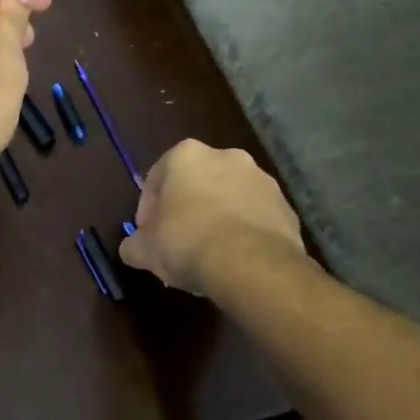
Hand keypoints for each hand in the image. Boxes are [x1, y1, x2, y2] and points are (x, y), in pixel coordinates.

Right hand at [119, 139, 306, 294]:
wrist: (252, 264)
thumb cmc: (187, 243)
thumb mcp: (144, 249)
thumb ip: (133, 243)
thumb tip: (133, 247)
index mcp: (186, 155)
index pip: (156, 178)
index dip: (148, 209)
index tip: (148, 234)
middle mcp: (226, 156)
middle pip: (196, 182)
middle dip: (186, 207)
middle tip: (177, 240)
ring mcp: (261, 180)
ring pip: (228, 197)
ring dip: (217, 217)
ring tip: (209, 252)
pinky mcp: (286, 207)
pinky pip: (255, 216)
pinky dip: (244, 231)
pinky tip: (235, 258)